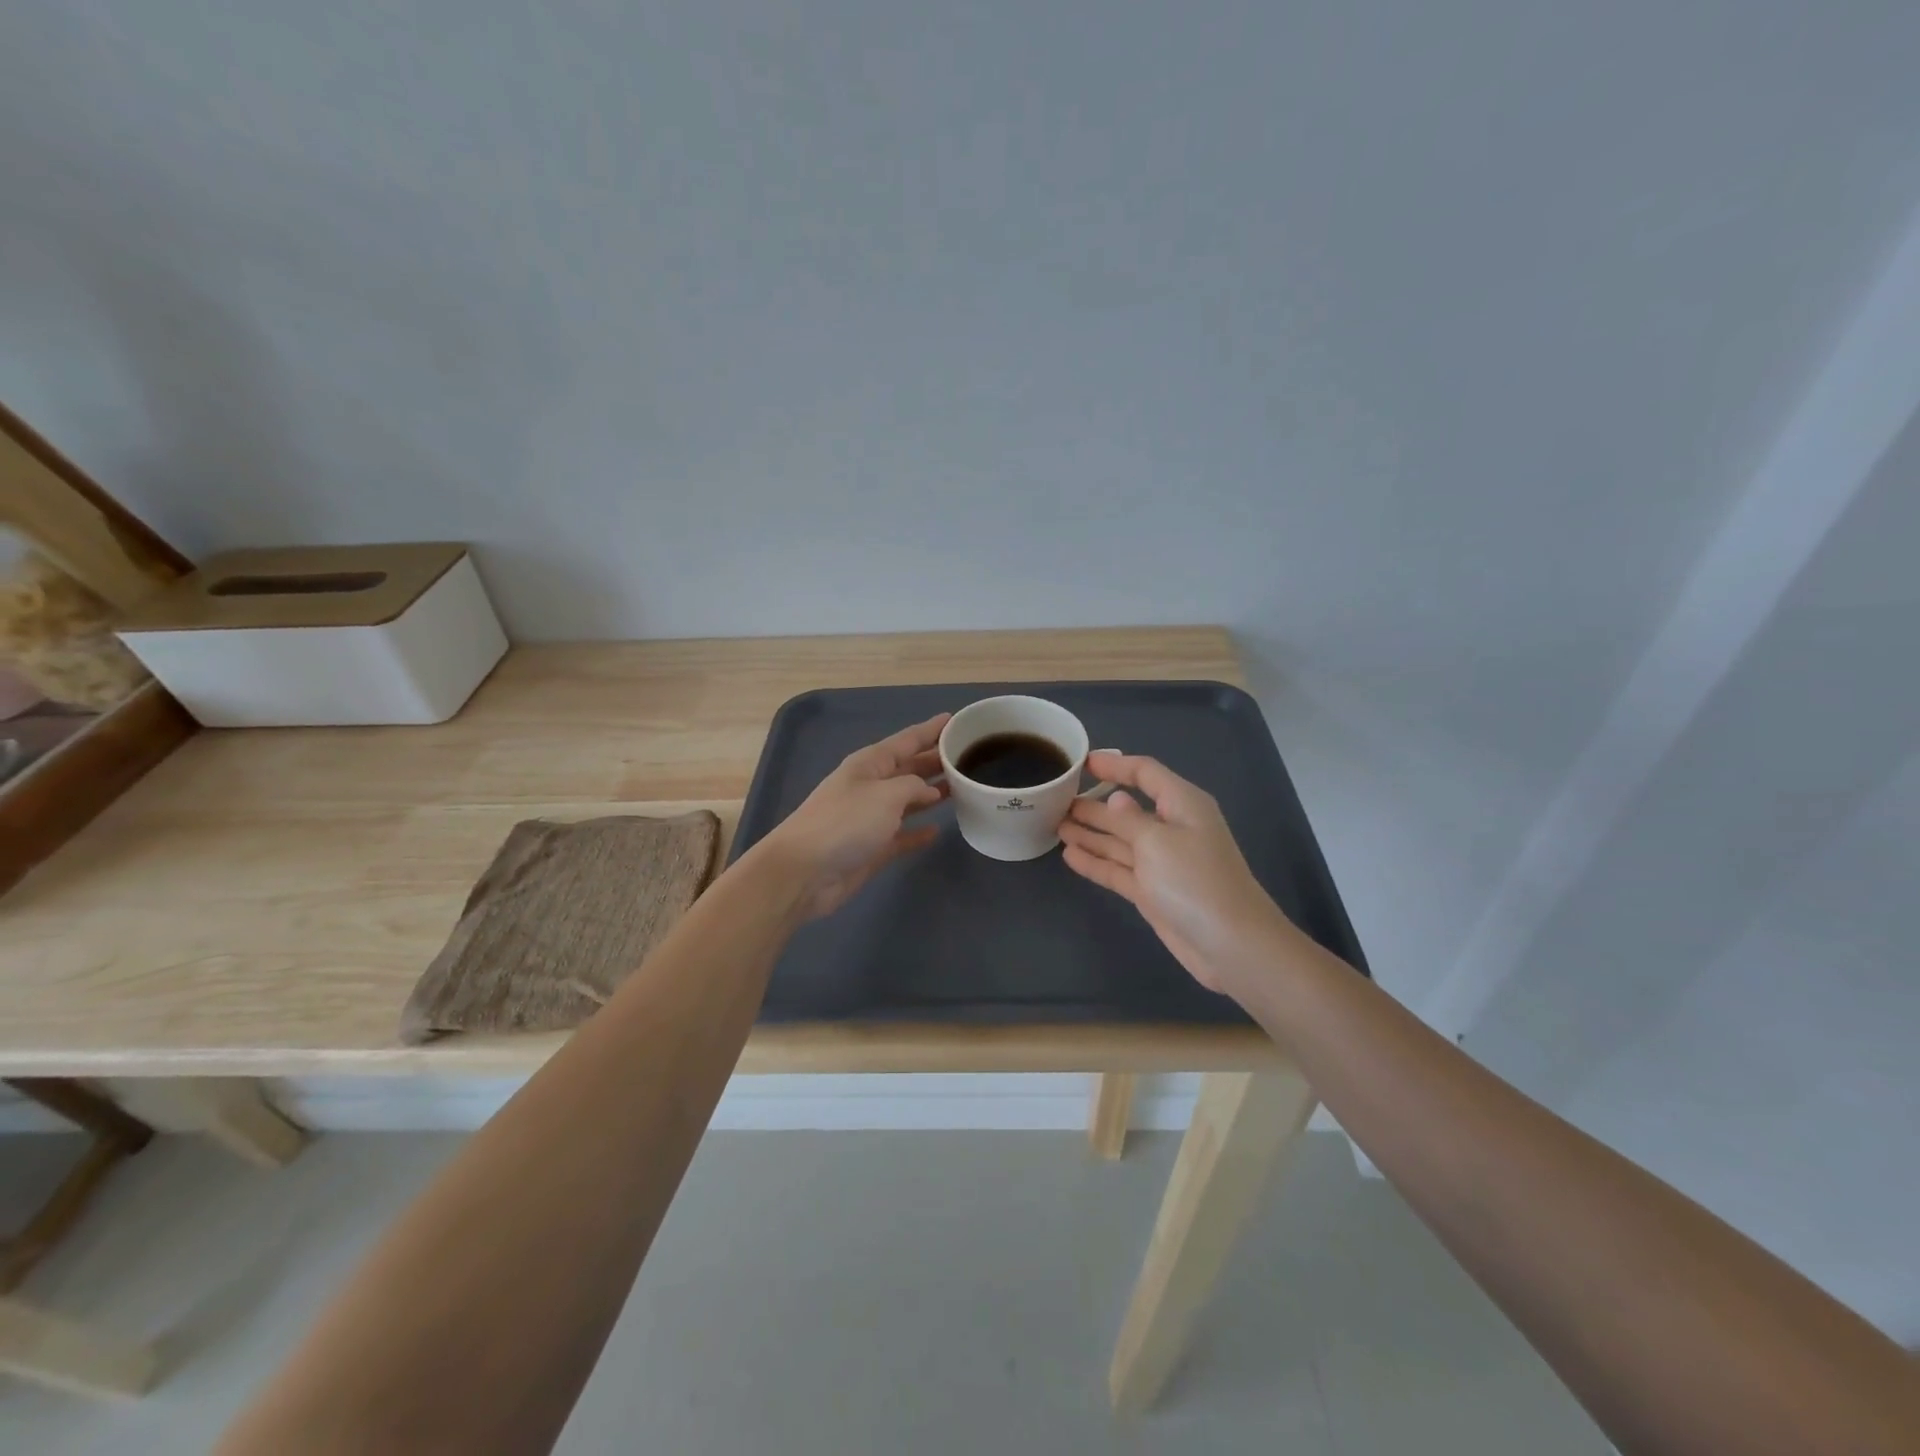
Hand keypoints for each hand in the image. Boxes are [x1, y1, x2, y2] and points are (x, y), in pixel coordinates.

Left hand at [748, 713, 950, 922]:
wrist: (804, 872)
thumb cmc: (845, 823)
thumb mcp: (885, 794)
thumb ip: (914, 786)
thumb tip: (930, 791)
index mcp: (869, 764)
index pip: (907, 740)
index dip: (931, 730)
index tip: (956, 720)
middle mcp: (870, 786)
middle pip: (909, 768)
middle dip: (935, 760)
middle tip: (968, 755)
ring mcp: (869, 818)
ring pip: (908, 800)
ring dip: (932, 794)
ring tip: (962, 788)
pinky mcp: (871, 848)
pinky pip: (902, 834)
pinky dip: (918, 831)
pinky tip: (937, 830)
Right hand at [1059, 751, 1293, 992]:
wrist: (1231, 945)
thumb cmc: (1195, 880)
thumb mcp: (1156, 841)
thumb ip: (1128, 819)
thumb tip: (1115, 800)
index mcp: (1182, 804)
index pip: (1145, 774)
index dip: (1114, 766)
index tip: (1082, 763)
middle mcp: (1171, 828)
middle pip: (1127, 808)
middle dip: (1094, 804)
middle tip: (1056, 800)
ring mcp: (1161, 862)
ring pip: (1119, 840)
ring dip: (1090, 832)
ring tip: (1056, 825)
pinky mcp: (1153, 891)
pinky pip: (1118, 869)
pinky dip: (1096, 862)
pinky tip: (1069, 856)